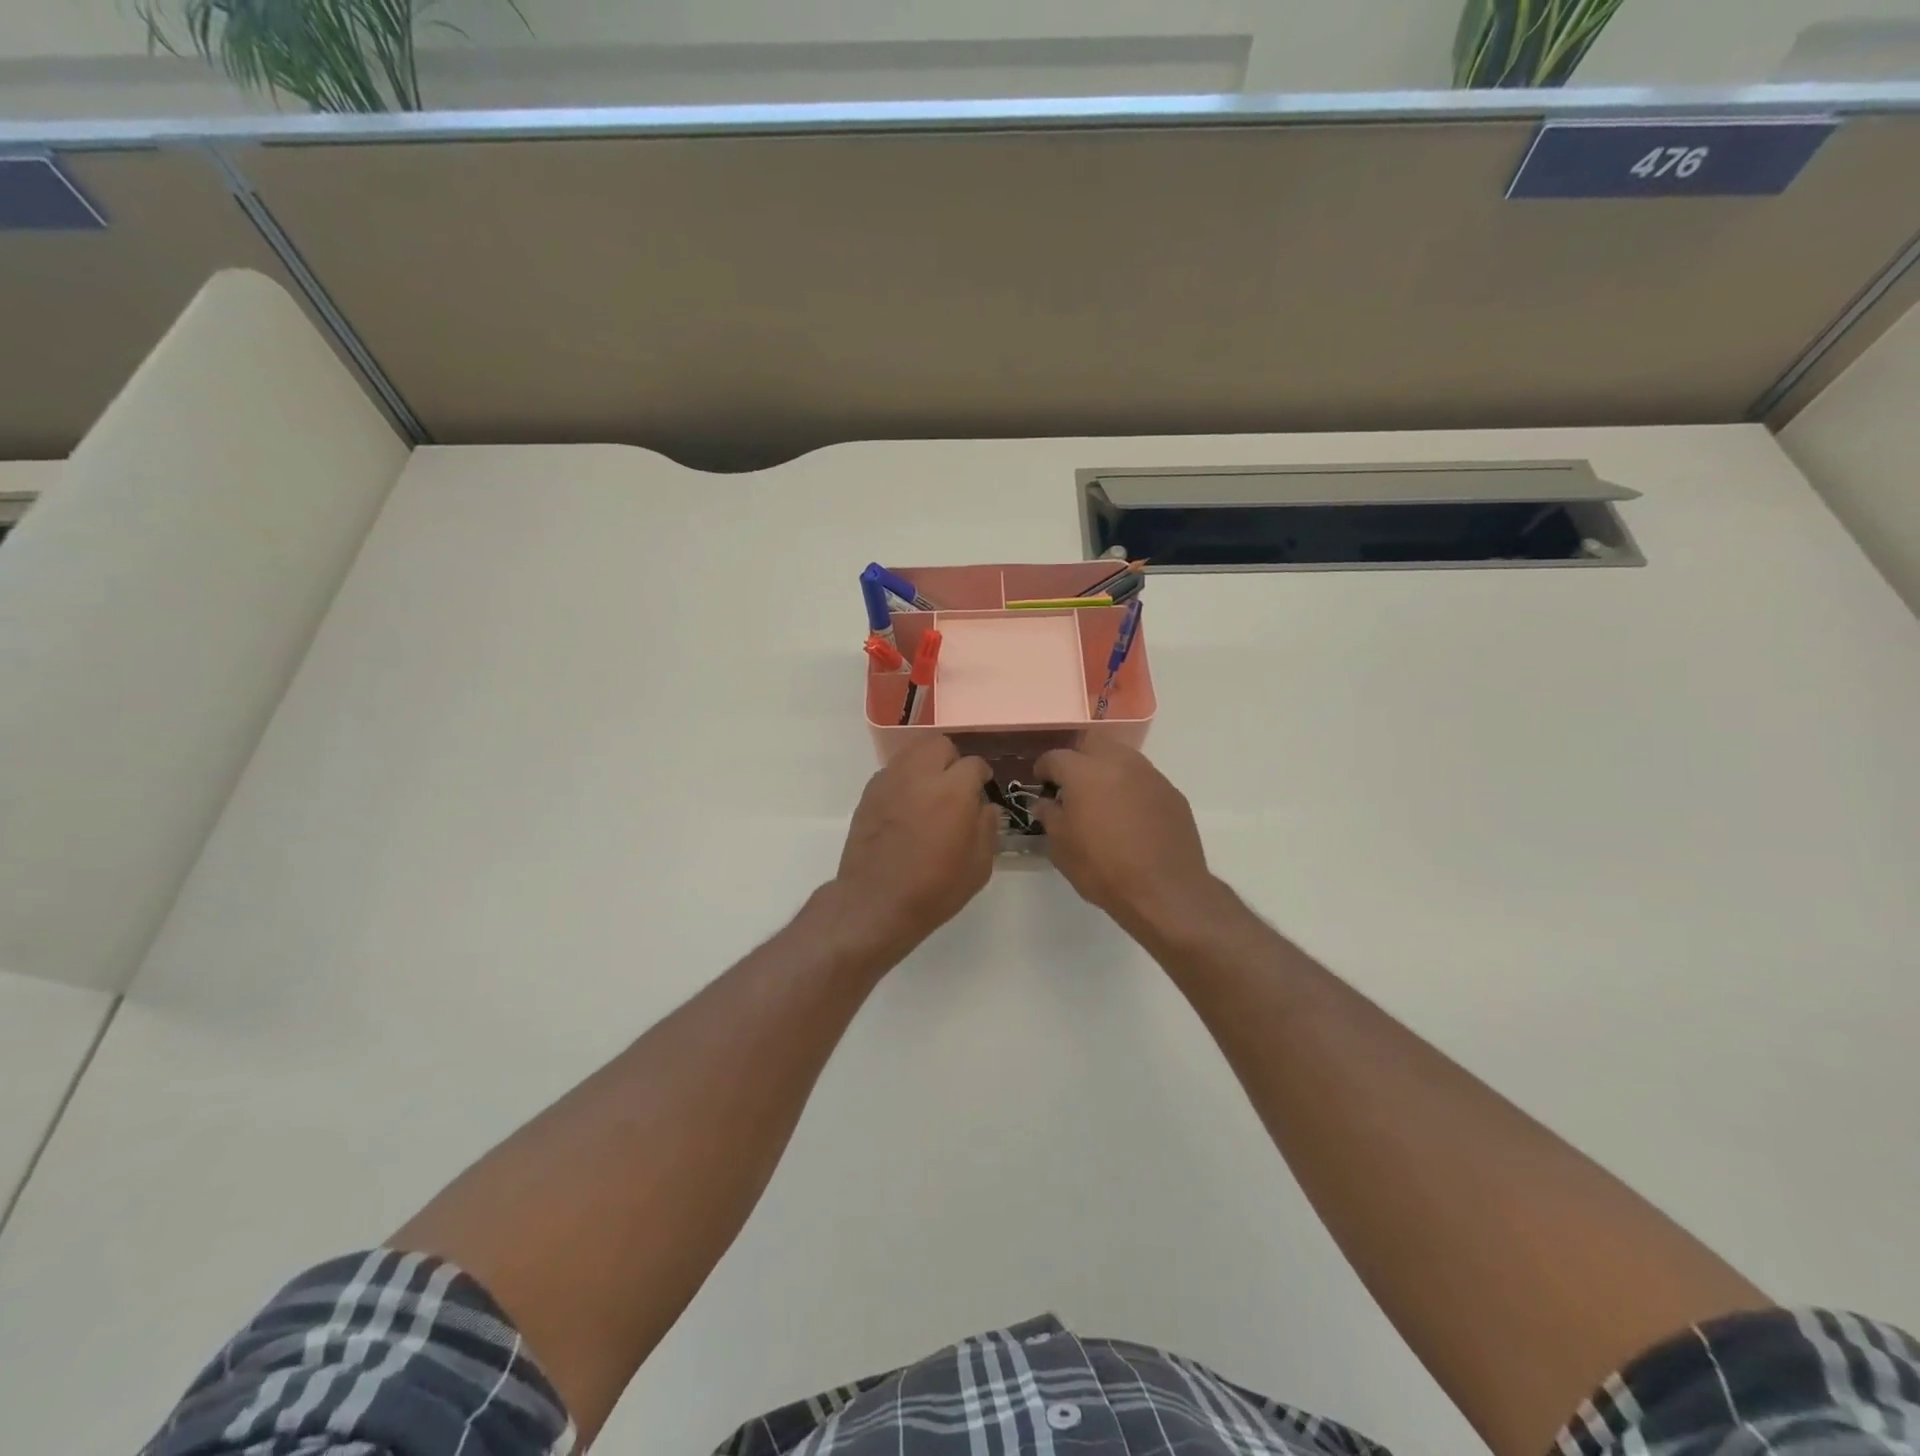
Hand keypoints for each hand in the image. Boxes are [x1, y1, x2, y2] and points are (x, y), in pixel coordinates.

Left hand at [835, 735, 998, 958]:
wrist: (876, 903)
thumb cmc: (934, 889)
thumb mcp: (978, 867)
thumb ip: (988, 828)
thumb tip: (985, 807)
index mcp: (953, 790)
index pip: (974, 764)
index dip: (981, 778)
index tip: (981, 792)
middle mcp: (920, 776)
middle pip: (939, 745)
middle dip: (952, 760)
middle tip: (954, 787)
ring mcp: (890, 781)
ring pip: (912, 751)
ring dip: (926, 764)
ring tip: (929, 792)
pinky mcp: (869, 793)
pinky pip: (892, 771)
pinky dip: (904, 779)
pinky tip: (906, 806)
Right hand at [1034, 739, 1217, 936]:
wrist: (1164, 890)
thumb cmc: (1102, 868)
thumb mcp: (1062, 847)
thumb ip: (1050, 816)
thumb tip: (1046, 803)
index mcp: (1084, 772)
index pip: (1055, 757)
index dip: (1044, 769)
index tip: (1042, 783)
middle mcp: (1118, 762)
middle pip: (1093, 743)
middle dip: (1078, 758)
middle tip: (1072, 784)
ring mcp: (1149, 775)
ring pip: (1122, 757)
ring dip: (1107, 770)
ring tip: (1102, 799)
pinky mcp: (1171, 792)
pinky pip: (1144, 779)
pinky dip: (1131, 788)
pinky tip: (1130, 815)